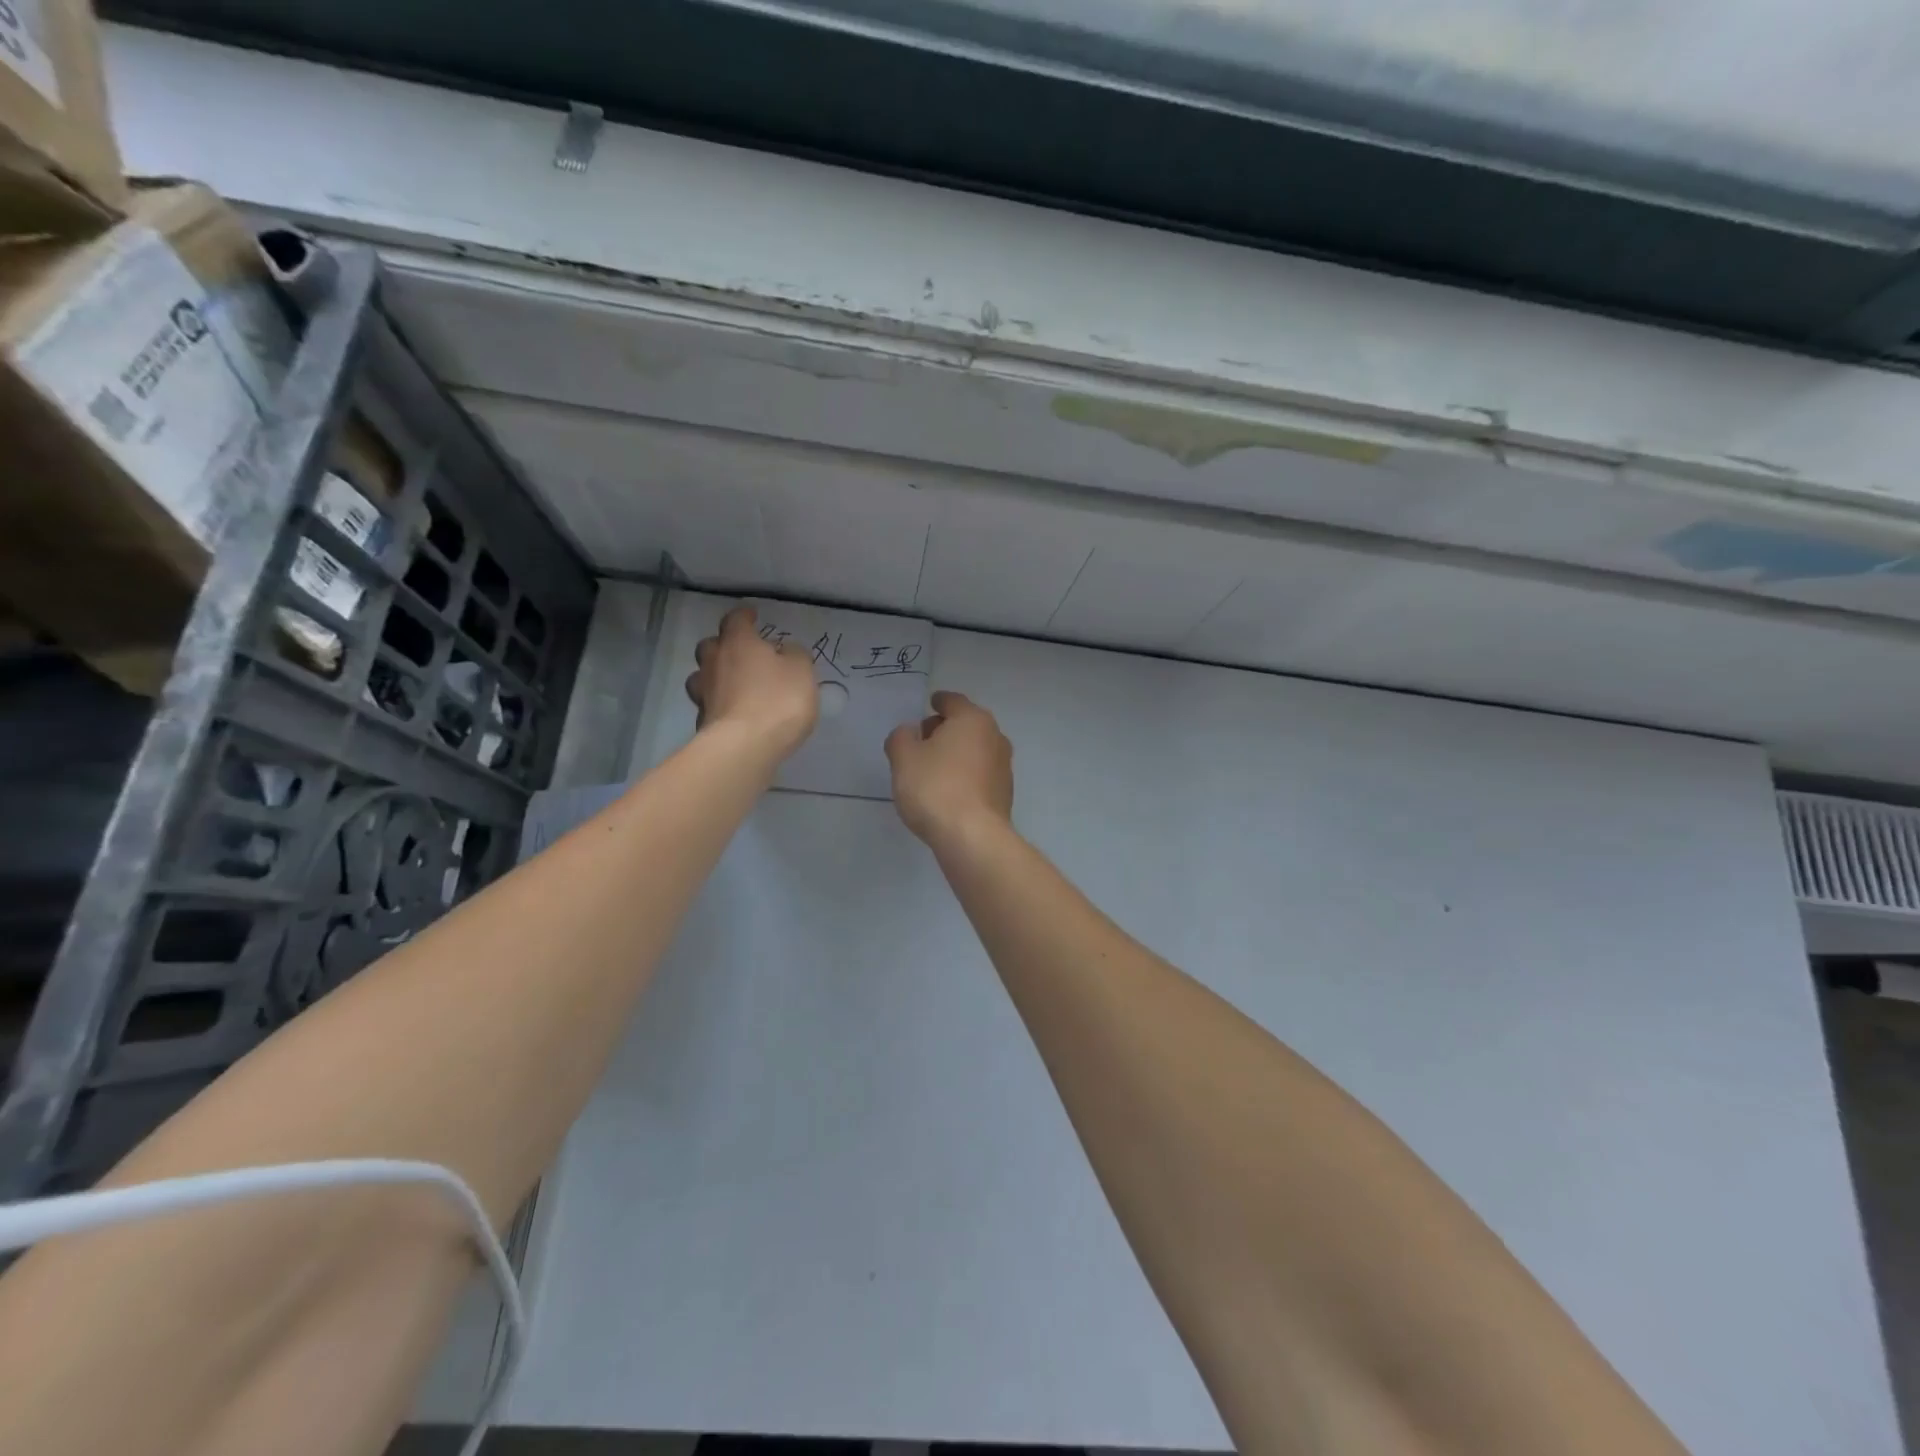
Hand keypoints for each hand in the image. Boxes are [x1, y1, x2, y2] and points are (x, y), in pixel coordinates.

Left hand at [685, 605, 819, 758]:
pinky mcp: (702, 722)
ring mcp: (704, 693)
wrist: (745, 747)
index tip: (752, 615)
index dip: (744, 616)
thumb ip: (794, 656)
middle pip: (711, 646)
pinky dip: (720, 705)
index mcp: (738, 643)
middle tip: (742, 653)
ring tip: (734, 685)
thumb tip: (784, 651)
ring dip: (715, 676)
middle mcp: (714, 663)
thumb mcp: (802, 672)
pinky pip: (710, 705)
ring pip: (702, 676)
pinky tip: (735, 713)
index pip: (736, 620)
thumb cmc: (778, 700)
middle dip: (724, 646)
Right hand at [884, 691, 1013, 844]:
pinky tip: (948, 791)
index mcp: (973, 720)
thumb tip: (909, 732)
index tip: (930, 704)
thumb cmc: (935, 788)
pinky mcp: (1004, 794)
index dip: (938, 701)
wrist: (972, 837)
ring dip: (956, 754)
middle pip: (966, 725)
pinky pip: (979, 774)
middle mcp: (995, 737)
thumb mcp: (903, 758)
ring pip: (975, 750)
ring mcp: (1003, 767)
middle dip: (945, 729)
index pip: (953, 701)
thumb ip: (901, 738)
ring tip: (931, 769)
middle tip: (922, 740)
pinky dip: (964, 775)